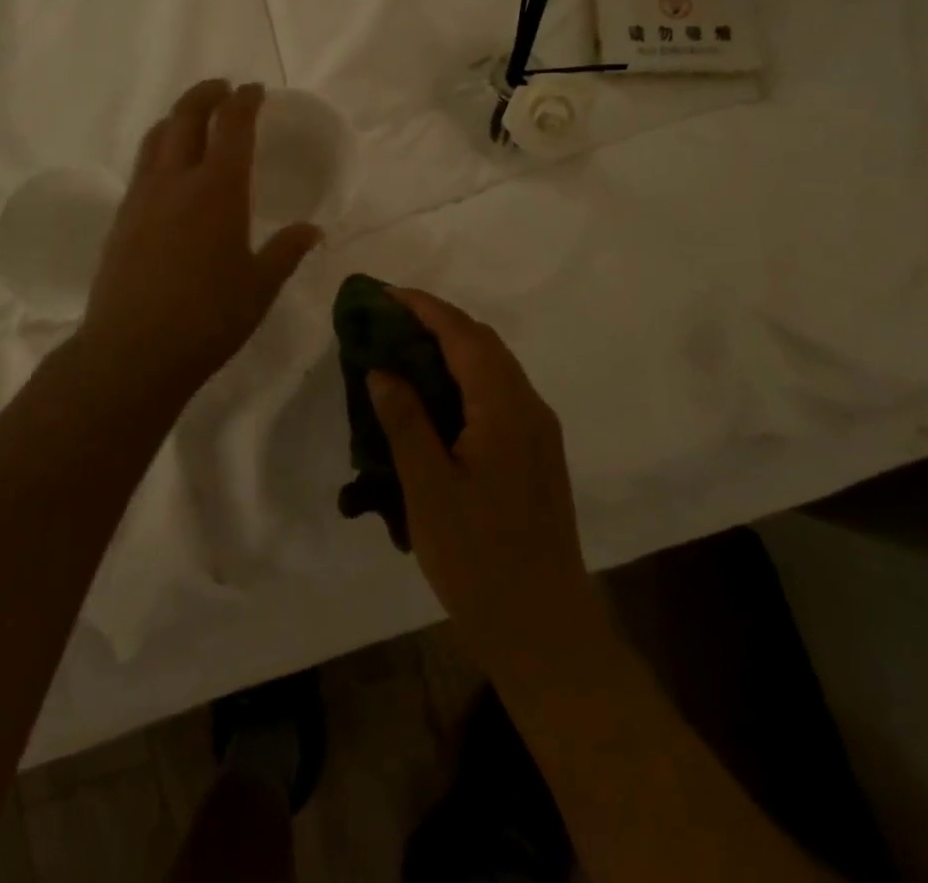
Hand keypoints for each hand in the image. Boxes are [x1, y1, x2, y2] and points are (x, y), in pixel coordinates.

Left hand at [80, 80, 321, 397]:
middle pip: (186, 116)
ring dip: (177, 116)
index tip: (254, 90)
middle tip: (222, 90)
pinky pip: (142, 164)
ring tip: (192, 119)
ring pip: (157, 136)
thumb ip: (286, 252)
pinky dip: (159, 147)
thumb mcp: (259, 287)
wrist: (132, 350)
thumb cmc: (208, 319)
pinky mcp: (121, 216)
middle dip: (206, 94)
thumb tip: (313, 230)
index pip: (232, 125)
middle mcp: (177, 180)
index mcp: (219, 190)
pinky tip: (168, 169)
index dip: (244, 101)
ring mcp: (143, 196)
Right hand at [369, 290, 595, 681]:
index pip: (463, 335)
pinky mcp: (536, 453)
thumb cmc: (480, 561)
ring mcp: (538, 431)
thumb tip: (383, 368)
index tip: (383, 294)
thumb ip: (405, 421)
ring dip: (449, 349)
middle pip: (482, 343)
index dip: (424, 307)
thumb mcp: (428, 490)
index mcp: (506, 409)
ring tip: (401, 351)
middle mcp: (530, 407)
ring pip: (491, 367)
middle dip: (434, 322)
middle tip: (385, 321)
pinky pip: (496, 394)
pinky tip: (431, 398)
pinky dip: (462, 378)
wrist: (544, 632)